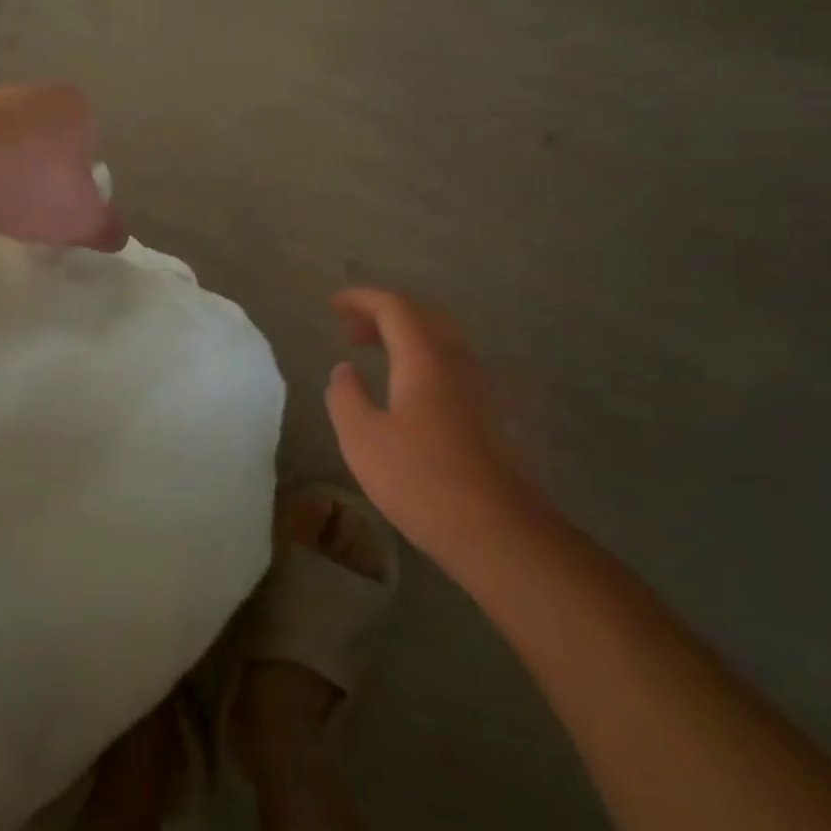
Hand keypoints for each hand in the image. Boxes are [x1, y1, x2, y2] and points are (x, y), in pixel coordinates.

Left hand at [0, 85, 125, 252]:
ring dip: (1, 167)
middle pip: (43, 133)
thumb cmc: (34, 188)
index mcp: (72, 106)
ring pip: (2, 139)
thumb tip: (119, 236)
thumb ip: (105, 226)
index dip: (82, 169)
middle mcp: (29, 93)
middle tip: (36, 206)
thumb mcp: (82, 220)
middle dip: (41, 165)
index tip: (69, 201)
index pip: (89, 133)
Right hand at [325, 289, 529, 568]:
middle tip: (350, 328)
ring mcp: (480, 388)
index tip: (333, 305)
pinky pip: (452, 365)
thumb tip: (345, 370)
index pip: (394, 307)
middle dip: (384, 313)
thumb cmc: (421, 480)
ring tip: (373, 353)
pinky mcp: (490, 414)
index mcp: (424, 359)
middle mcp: (457, 362)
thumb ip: (346, 396)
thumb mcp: (362, 438)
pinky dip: (422, 359)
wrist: (497, 530)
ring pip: (442, 340)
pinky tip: (406, 390)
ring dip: (405, 336)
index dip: (362, 299)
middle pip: (423, 316)